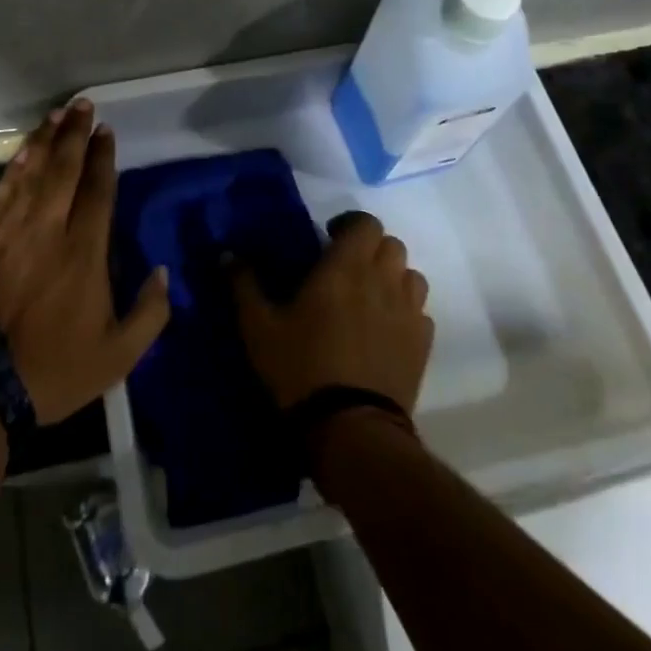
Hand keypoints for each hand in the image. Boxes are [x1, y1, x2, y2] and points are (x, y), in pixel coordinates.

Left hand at [0, 99, 170, 424]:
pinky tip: (23, 150)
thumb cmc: (53, 371)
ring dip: (45, 140)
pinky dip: (13, 168)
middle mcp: (48, 230)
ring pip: (32, 174)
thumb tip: (162, 271)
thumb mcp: (119, 356)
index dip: (103, 157)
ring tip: (56, 114)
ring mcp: (9, 232)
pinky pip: (0, 193)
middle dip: (75, 134)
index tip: (106, 131)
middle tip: (82, 105)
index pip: (97, 191)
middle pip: (64, 170)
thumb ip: (149, 312)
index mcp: (85, 253)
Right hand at [235, 211, 432, 412]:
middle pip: (391, 245)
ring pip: (410, 275)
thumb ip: (244, 284)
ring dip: (392, 276)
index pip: (365, 223)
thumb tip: (227, 254)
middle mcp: (383, 280)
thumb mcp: (259, 327)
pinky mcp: (423, 344)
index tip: (329, 236)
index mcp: (345, 267)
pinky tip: (385, 329)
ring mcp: (408, 312)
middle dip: (369, 248)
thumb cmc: (301, 368)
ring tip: (369, 296)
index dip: (350, 223)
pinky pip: (420, 312)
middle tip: (345, 266)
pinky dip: (405, 310)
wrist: (351, 427)